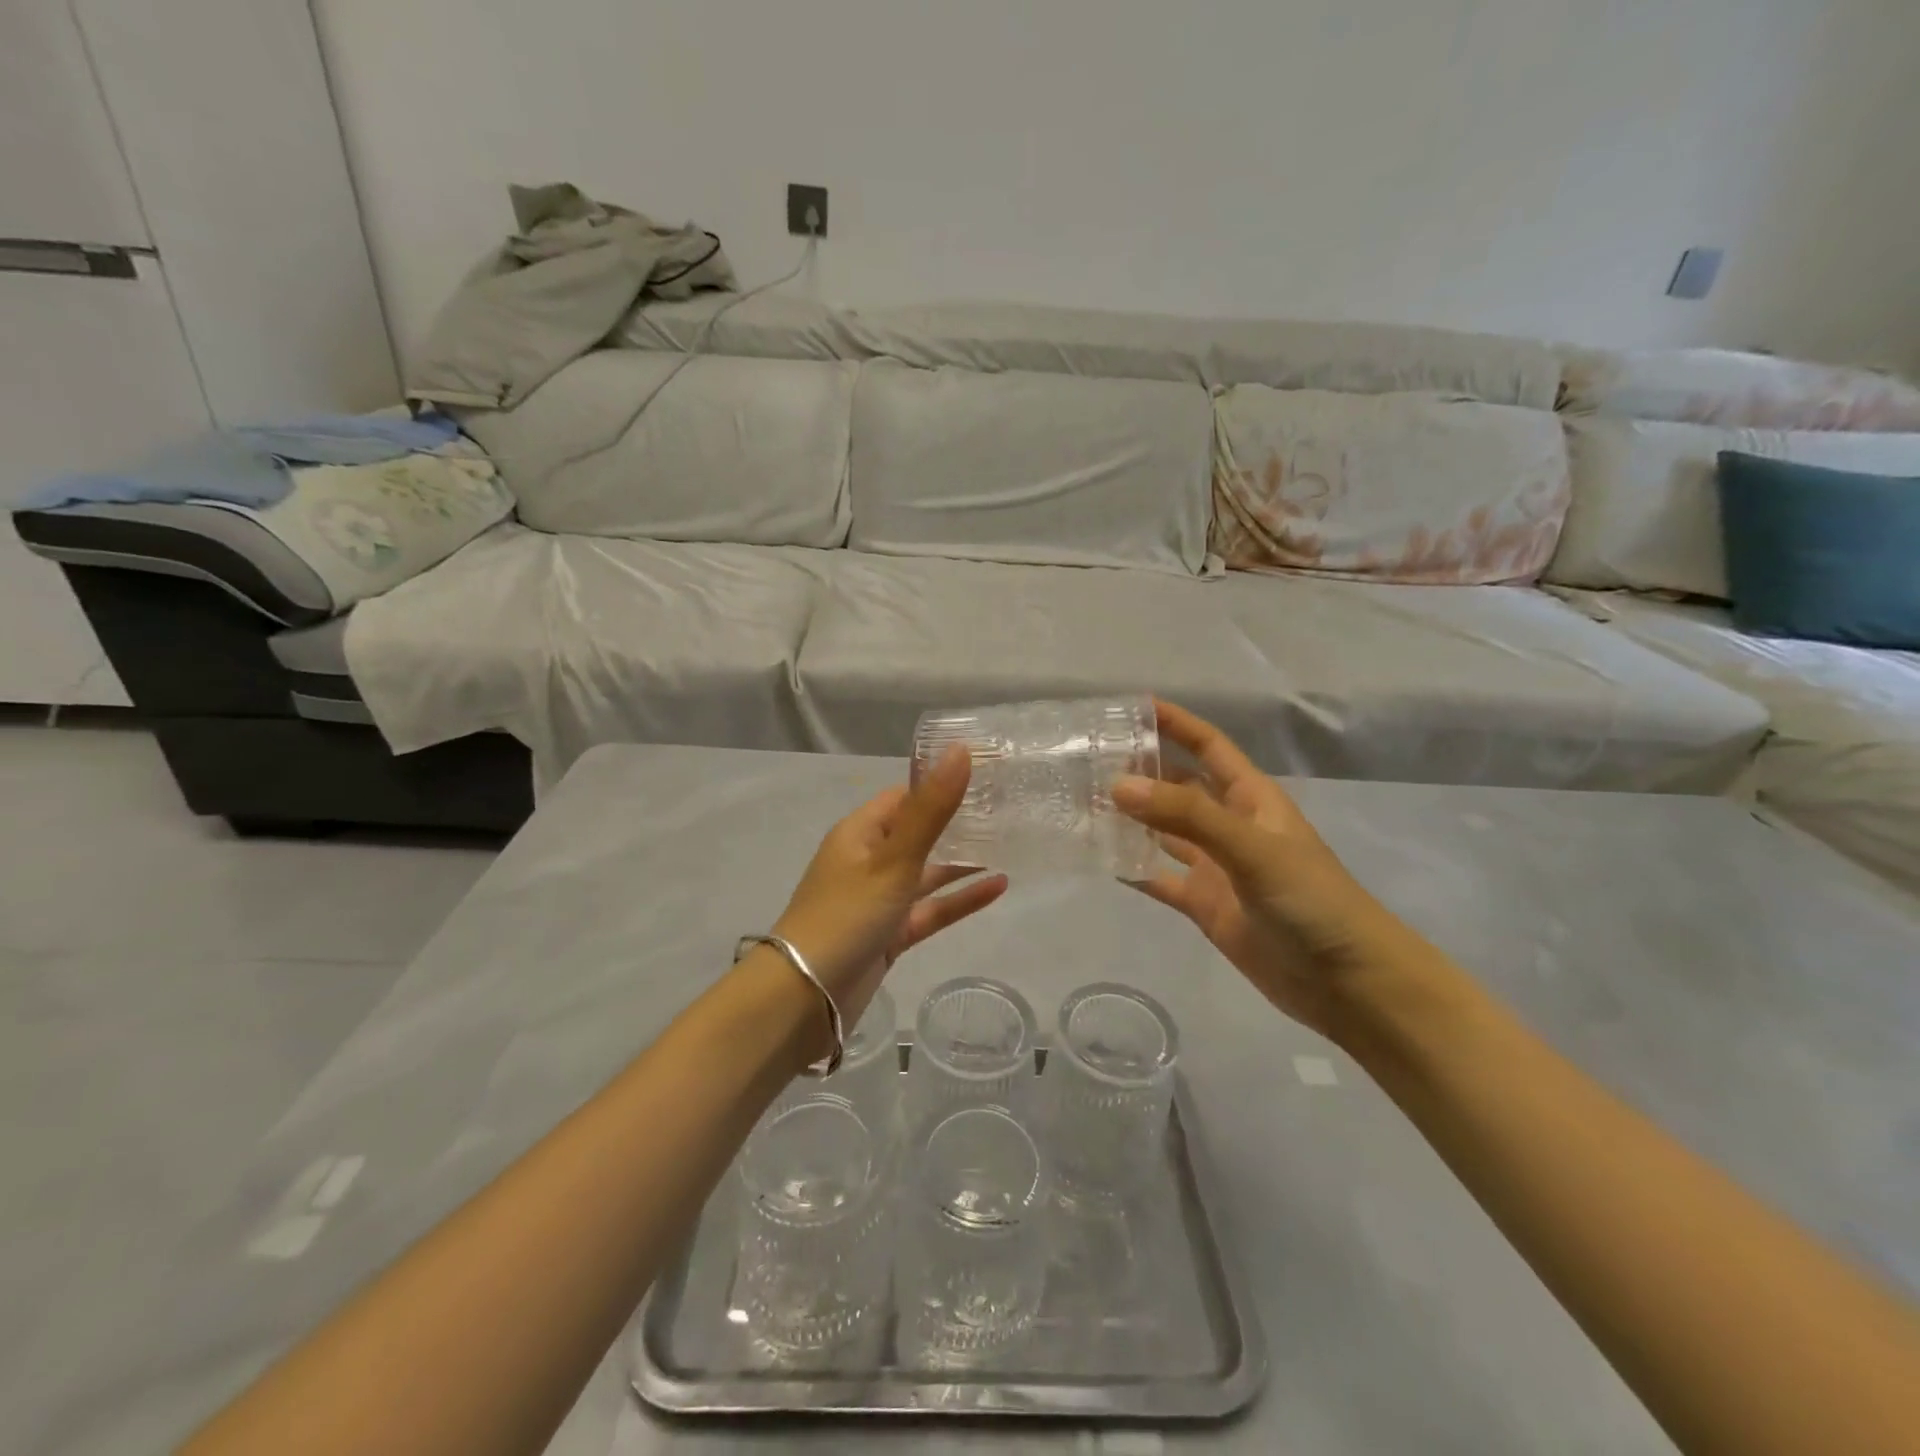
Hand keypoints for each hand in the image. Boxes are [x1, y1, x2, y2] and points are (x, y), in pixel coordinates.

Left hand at [772, 747, 1007, 1021]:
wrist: (805, 998)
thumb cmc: (847, 915)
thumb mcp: (894, 859)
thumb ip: (931, 809)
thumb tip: (960, 750)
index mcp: (860, 832)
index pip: (904, 796)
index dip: (940, 784)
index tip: (986, 775)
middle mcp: (868, 860)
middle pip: (918, 832)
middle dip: (956, 822)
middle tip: (1007, 808)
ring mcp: (879, 899)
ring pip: (926, 872)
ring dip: (961, 861)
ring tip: (1009, 844)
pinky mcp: (890, 934)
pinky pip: (930, 909)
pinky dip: (958, 899)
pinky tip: (997, 887)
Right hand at [1112, 699, 1423, 1038]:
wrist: (1347, 983)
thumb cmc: (1311, 900)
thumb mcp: (1251, 848)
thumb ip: (1187, 815)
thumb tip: (1119, 785)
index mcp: (1251, 798)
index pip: (1209, 746)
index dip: (1176, 724)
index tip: (1132, 706)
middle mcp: (1230, 825)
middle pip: (1180, 786)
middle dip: (1142, 770)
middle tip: (1089, 759)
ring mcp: (1216, 866)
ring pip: (1165, 831)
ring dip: (1132, 817)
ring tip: (1084, 802)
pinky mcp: (1205, 905)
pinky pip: (1160, 878)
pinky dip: (1133, 869)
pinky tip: (1100, 858)